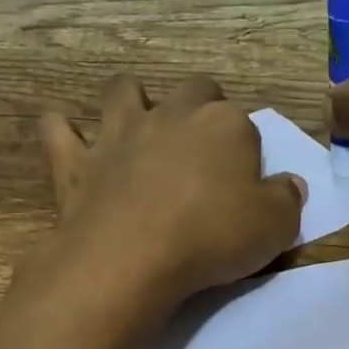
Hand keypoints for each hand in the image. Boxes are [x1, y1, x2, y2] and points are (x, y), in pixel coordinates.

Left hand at [37, 77, 304, 310]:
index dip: (246, 151)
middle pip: (193, 90)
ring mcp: (119, 133)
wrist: (132, 257)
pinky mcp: (76, 161)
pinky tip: (67, 140)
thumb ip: (286, 200)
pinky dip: (62, 131)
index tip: (245, 183)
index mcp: (225, 125)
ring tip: (138, 126)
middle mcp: (172, 115)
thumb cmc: (212, 238)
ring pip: (124, 91)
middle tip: (202, 149)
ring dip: (132, 100)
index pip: (245, 124)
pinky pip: (58, 130)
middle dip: (200, 108)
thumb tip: (290, 185)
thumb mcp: (274, 227)